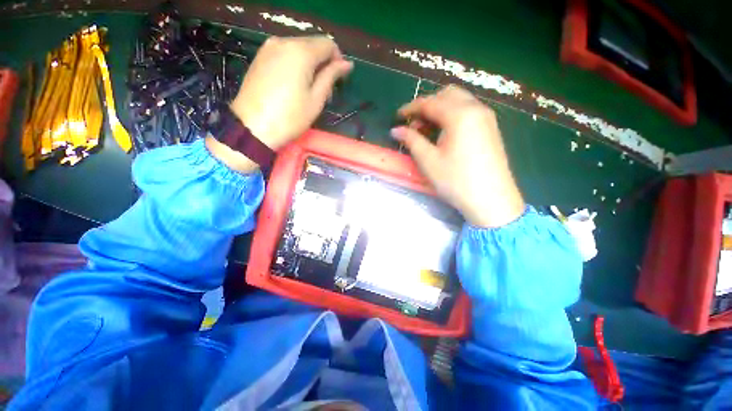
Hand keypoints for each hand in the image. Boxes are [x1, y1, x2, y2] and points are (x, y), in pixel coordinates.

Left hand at [231, 36, 352, 149]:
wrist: (253, 127)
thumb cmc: (290, 117)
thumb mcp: (316, 99)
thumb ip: (331, 76)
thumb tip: (347, 64)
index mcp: (301, 51)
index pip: (328, 44)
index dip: (338, 60)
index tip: (338, 80)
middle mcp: (284, 41)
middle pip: (312, 44)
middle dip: (323, 63)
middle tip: (324, 89)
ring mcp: (269, 47)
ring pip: (299, 48)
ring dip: (310, 64)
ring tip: (309, 89)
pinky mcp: (260, 56)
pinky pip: (285, 53)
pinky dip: (295, 64)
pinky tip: (294, 84)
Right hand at [391, 85, 524, 227]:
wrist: (491, 201)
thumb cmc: (456, 181)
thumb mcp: (428, 161)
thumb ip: (411, 140)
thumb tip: (395, 130)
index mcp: (460, 114)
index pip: (430, 102)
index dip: (410, 108)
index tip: (397, 117)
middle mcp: (476, 109)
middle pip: (447, 95)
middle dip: (427, 105)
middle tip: (414, 125)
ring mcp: (486, 118)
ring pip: (459, 102)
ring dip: (439, 110)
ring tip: (426, 131)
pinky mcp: (490, 128)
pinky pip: (468, 112)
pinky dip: (452, 116)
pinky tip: (443, 134)